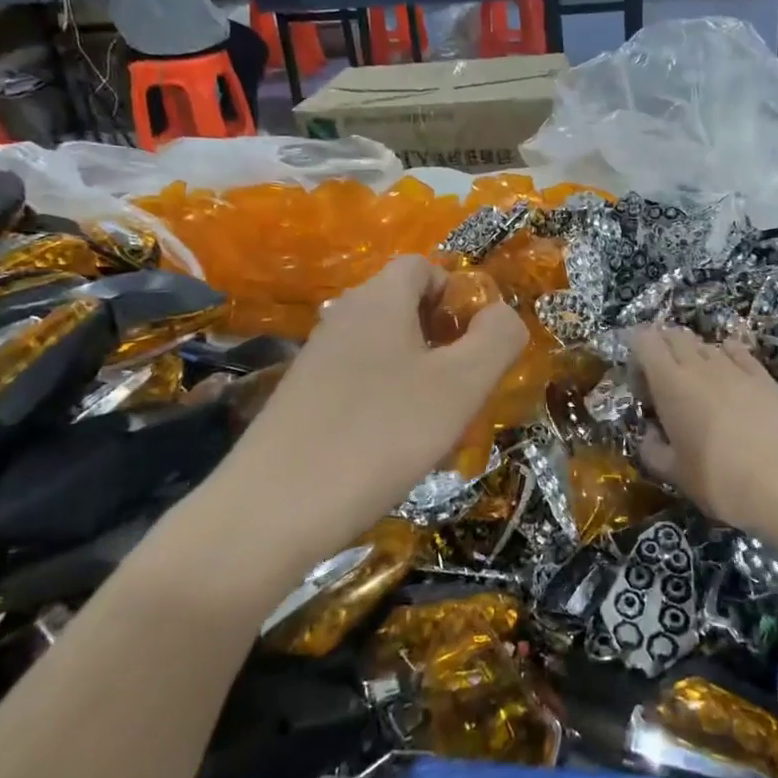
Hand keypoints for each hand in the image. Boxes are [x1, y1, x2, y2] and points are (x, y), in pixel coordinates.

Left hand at [213, 255, 526, 560]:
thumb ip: (497, 339)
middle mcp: (343, 317)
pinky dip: (387, 402)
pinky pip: (360, 383)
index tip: (478, 343)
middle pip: (405, 307)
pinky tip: (393, 449)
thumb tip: (503, 315)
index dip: (459, 294)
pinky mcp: (302, 400)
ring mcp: (317, 359)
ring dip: (420, 376)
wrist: (273, 510)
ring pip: (386, 349)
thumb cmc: (381, 434)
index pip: (424, 267)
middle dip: (445, 340)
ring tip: (436, 426)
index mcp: (379, 299)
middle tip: (466, 389)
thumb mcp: (461, 385)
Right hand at [632, 327, 777, 540]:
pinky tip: (731, 376)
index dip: (638, 354)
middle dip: (664, 350)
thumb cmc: (723, 482)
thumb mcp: (677, 476)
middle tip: (665, 384)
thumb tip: (649, 436)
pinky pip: (738, 352)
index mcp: (670, 385)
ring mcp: (735, 368)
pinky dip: (728, 356)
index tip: (641, 385)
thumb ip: (654, 451)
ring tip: (699, 386)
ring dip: (695, 356)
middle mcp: (700, 366)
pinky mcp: (765, 376)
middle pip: (674, 336)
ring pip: (706, 344)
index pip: (645, 341)